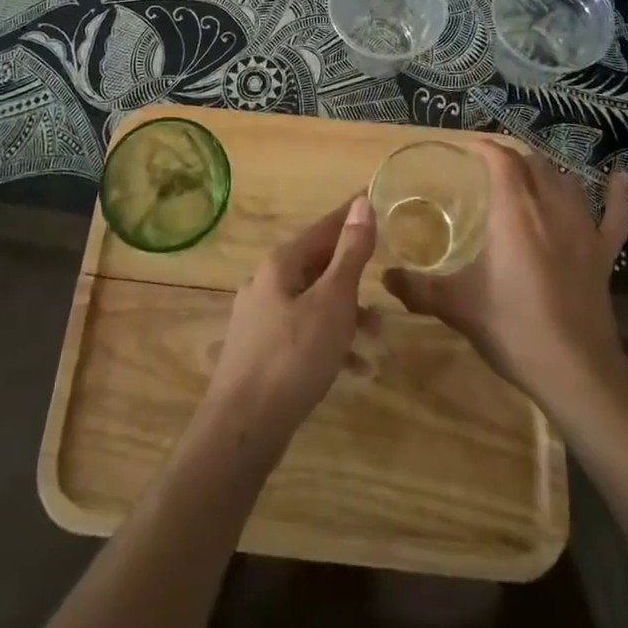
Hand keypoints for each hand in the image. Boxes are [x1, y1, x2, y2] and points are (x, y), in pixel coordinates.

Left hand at [200, 195, 376, 462]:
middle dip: (353, 274)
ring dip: (346, 312)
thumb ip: (349, 253)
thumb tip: (361, 203)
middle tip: (385, 278)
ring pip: (312, 301)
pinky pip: (303, 332)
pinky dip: (329, 342)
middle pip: (317, 264)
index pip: (324, 227)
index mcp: (281, 263)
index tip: (374, 199)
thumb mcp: (332, 302)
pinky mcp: (260, 350)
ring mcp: (259, 317)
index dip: (351, 215)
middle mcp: (266, 281)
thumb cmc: (293, 357)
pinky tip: (353, 367)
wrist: (242, 428)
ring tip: (377, 334)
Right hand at [384, 146, 627, 419]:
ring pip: (567, 182)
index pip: (501, 160)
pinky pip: (615, 214)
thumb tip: (385, 277)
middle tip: (490, 167)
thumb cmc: (512, 328)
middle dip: (512, 157)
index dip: (484, 148)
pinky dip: (617, 193)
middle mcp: (550, 208)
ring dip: (547, 170)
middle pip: (533, 164)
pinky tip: (619, 175)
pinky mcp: (604, 253)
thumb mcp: (457, 306)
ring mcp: (583, 229)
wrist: (576, 371)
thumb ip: (418, 288)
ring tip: (530, 171)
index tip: (466, 150)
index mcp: (514, 212)